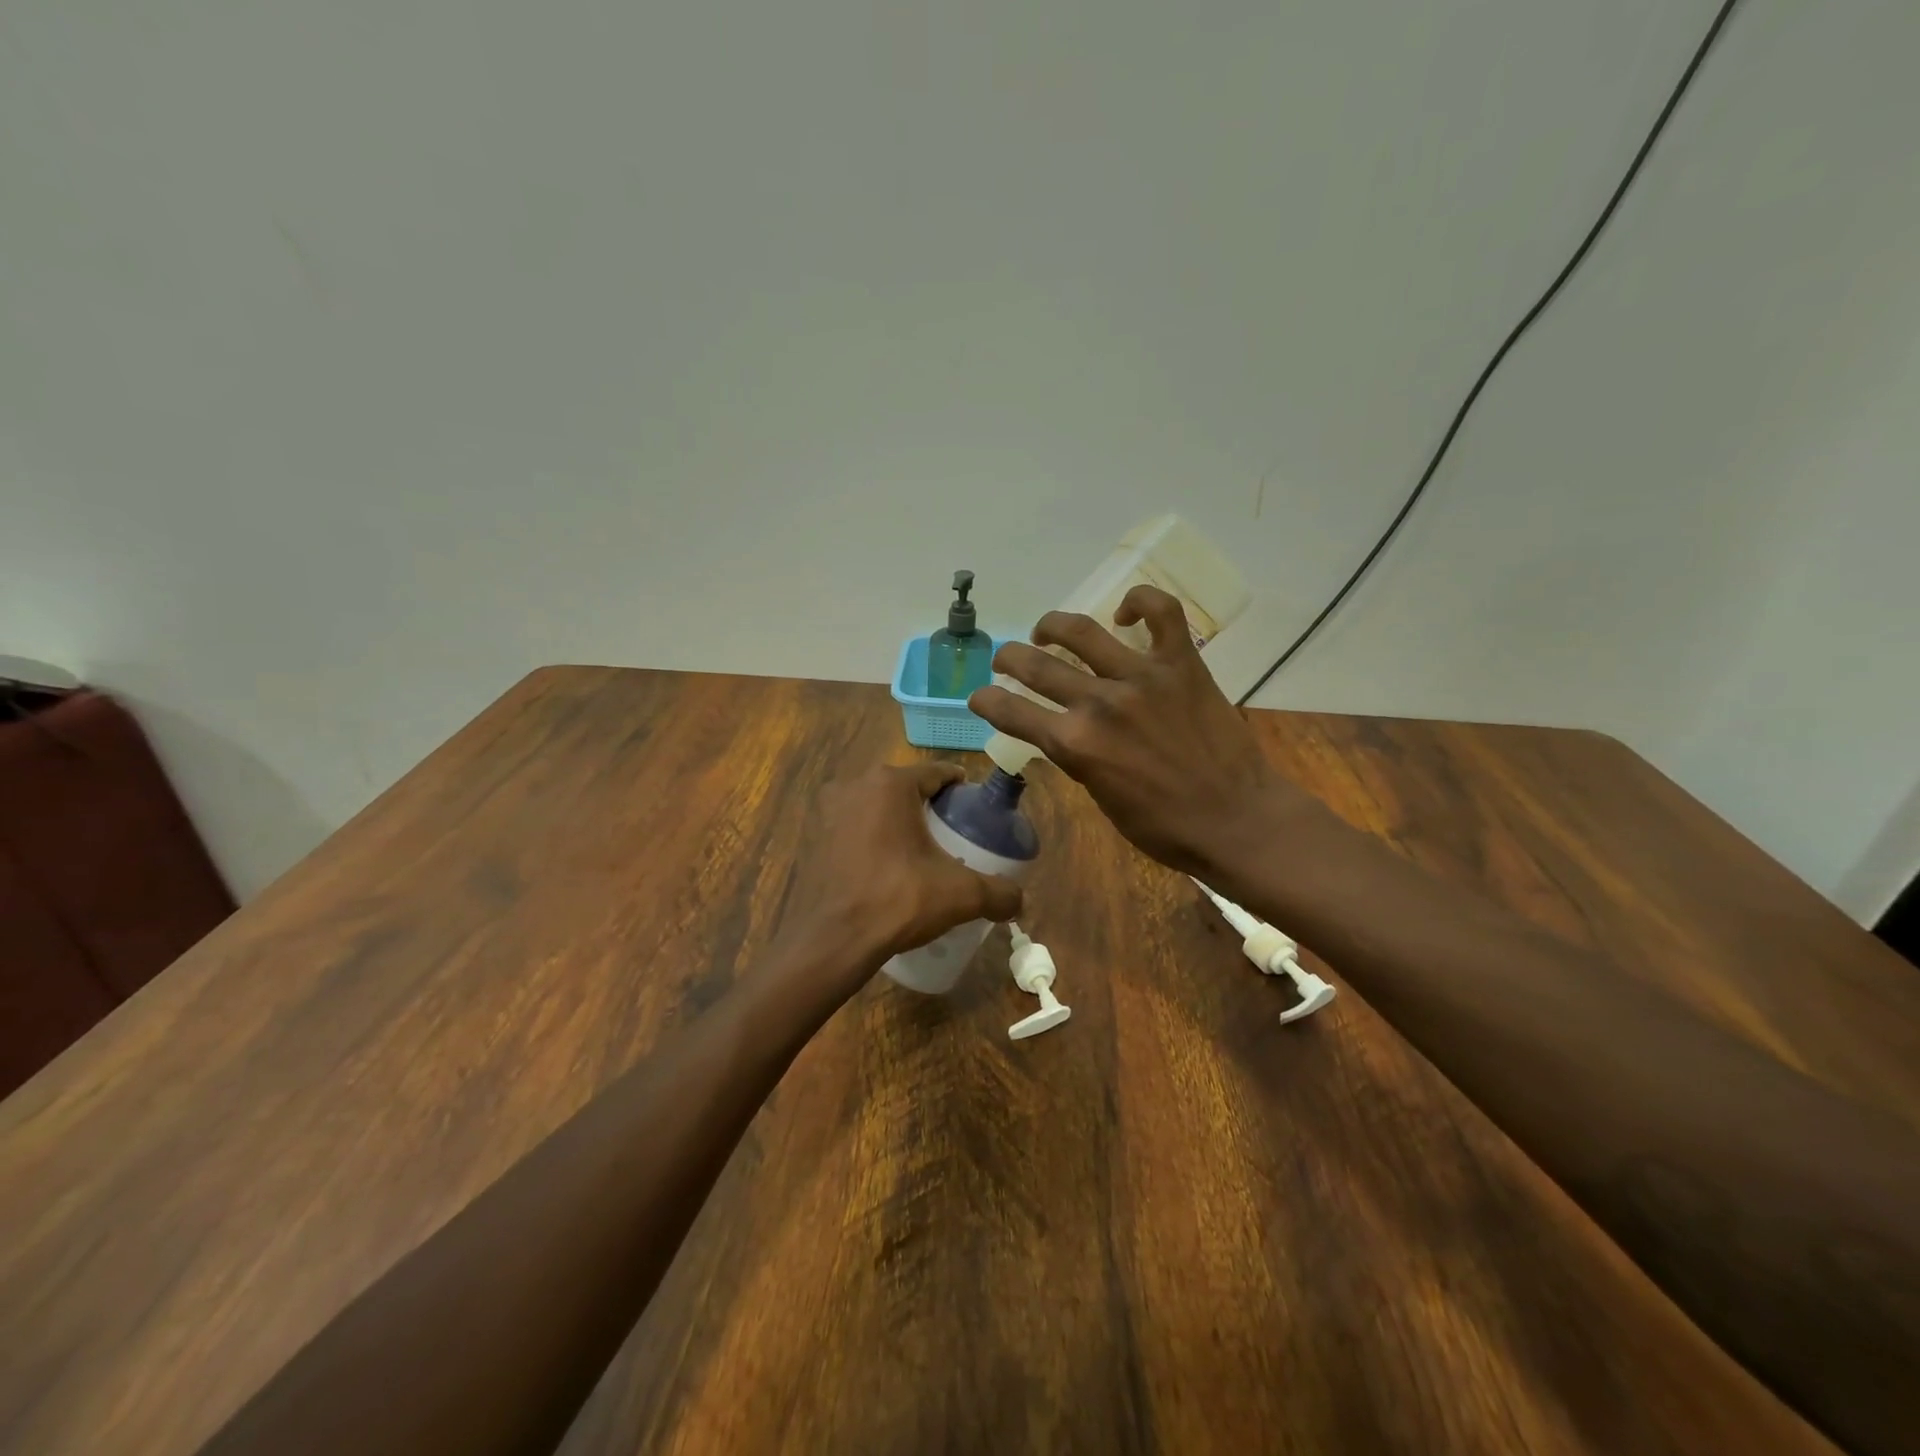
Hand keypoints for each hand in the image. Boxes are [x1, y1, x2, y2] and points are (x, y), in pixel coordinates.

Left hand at [773, 763, 1022, 996]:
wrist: (831, 942)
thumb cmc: (897, 901)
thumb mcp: (960, 895)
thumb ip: (999, 893)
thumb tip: (1021, 900)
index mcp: (889, 784)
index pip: (936, 773)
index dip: (960, 788)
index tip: (975, 807)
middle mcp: (854, 785)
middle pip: (904, 787)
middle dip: (928, 805)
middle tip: (951, 833)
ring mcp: (827, 810)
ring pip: (875, 806)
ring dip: (897, 821)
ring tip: (920, 851)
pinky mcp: (812, 836)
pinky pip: (853, 826)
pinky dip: (871, 838)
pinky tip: (886, 866)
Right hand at [969, 585, 1314, 877]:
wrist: (1235, 820)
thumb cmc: (1164, 827)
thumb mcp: (1101, 798)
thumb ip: (1076, 757)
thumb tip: (1063, 732)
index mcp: (1074, 745)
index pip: (1011, 712)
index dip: (986, 700)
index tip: (979, 695)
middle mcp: (1099, 703)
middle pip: (1035, 666)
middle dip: (1008, 659)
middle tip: (1005, 659)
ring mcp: (1141, 677)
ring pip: (1082, 631)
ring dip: (1052, 626)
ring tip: (1046, 631)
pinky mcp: (1181, 664)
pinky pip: (1161, 613)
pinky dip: (1140, 602)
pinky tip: (1125, 612)